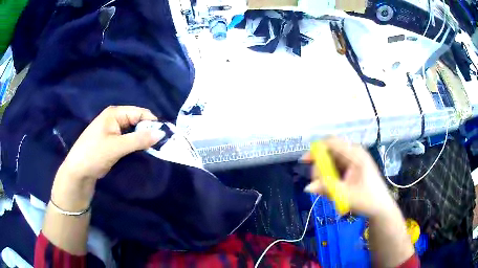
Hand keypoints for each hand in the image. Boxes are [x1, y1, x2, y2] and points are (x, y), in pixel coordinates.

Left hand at [51, 106, 161, 210]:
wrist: (78, 171)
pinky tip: (143, 151)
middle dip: (148, 131)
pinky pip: (129, 139)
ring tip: (155, 149)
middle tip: (161, 144)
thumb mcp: (117, 147)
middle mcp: (115, 118)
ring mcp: (113, 130)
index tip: (165, 136)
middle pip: (137, 121)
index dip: (152, 122)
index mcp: (114, 113)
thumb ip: (139, 140)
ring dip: (143, 139)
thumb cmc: (94, 154)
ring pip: (134, 131)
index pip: (139, 113)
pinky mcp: (113, 141)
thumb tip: (162, 133)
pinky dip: (136, 144)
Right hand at [303, 138, 396, 217]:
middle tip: (318, 184)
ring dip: (325, 173)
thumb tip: (307, 187)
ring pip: (332, 160)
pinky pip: (336, 167)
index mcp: (355, 155)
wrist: (381, 207)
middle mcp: (354, 153)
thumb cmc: (367, 200)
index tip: (304, 161)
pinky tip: (333, 188)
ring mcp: (354, 160)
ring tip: (327, 189)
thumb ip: (326, 189)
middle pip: (330, 152)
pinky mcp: (353, 167)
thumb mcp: (346, 196)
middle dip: (320, 166)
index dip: (316, 149)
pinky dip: (330, 176)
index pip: (332, 142)